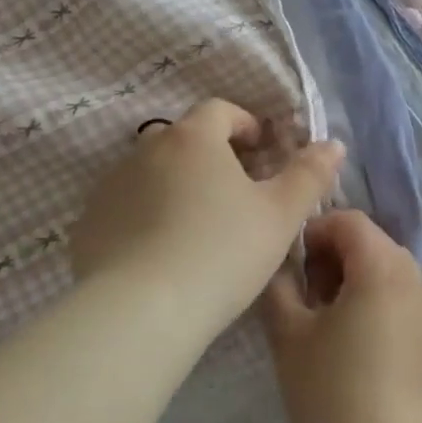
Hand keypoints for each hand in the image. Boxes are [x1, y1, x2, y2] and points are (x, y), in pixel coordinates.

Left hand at [69, 100, 343, 343]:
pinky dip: (145, 217)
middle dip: (212, 156)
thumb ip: (309, 175)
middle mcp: (146, 150)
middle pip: (184, 140)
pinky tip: (162, 254)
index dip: (245, 125)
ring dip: (177, 186)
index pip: (220, 110)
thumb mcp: (280, 215)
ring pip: (152, 173)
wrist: (141, 312)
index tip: (262, 152)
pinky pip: (125, 208)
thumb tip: (332, 144)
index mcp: (193, 138)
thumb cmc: (222, 252)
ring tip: (199, 228)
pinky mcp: (89, 223)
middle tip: (237, 194)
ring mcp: (111, 186)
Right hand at [264, 210, 421, 422]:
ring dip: (350, 272)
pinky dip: (369, 293)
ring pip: (383, 264)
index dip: (313, 230)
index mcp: (381, 264)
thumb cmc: (328, 386)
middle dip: (331, 252)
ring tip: (320, 311)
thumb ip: (279, 282)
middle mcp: (411, 274)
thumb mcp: (288, 331)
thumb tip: (281, 261)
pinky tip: (346, 332)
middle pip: (368, 239)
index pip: (347, 220)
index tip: (288, 262)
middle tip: (301, 288)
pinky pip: (395, 290)